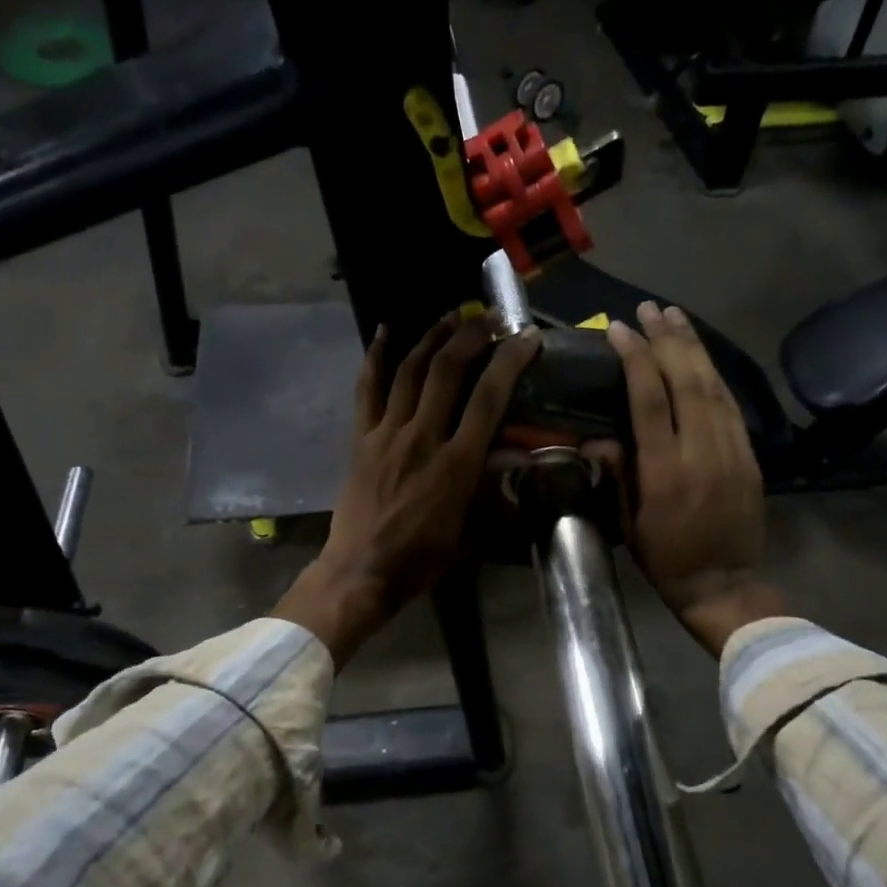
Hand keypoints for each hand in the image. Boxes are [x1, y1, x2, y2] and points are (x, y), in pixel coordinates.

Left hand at [275, 315, 541, 665]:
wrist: (361, 571)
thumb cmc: (422, 559)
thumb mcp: (472, 533)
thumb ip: (497, 494)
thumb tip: (519, 461)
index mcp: (456, 465)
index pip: (488, 399)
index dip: (509, 362)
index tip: (526, 338)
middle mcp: (422, 437)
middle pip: (448, 371)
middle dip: (472, 336)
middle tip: (491, 317)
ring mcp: (387, 433)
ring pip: (410, 370)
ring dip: (432, 337)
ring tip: (452, 315)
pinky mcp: (361, 437)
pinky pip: (368, 389)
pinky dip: (376, 357)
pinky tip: (384, 331)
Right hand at [605, 302, 786, 654]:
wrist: (724, 584)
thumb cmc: (665, 558)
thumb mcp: (628, 522)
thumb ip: (618, 474)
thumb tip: (600, 436)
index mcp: (665, 471)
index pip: (650, 400)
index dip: (635, 360)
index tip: (620, 330)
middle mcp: (702, 452)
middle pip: (686, 381)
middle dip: (667, 340)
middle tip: (650, 309)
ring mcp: (732, 451)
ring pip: (713, 386)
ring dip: (693, 347)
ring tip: (675, 317)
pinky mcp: (749, 455)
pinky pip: (730, 405)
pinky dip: (713, 374)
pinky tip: (700, 356)